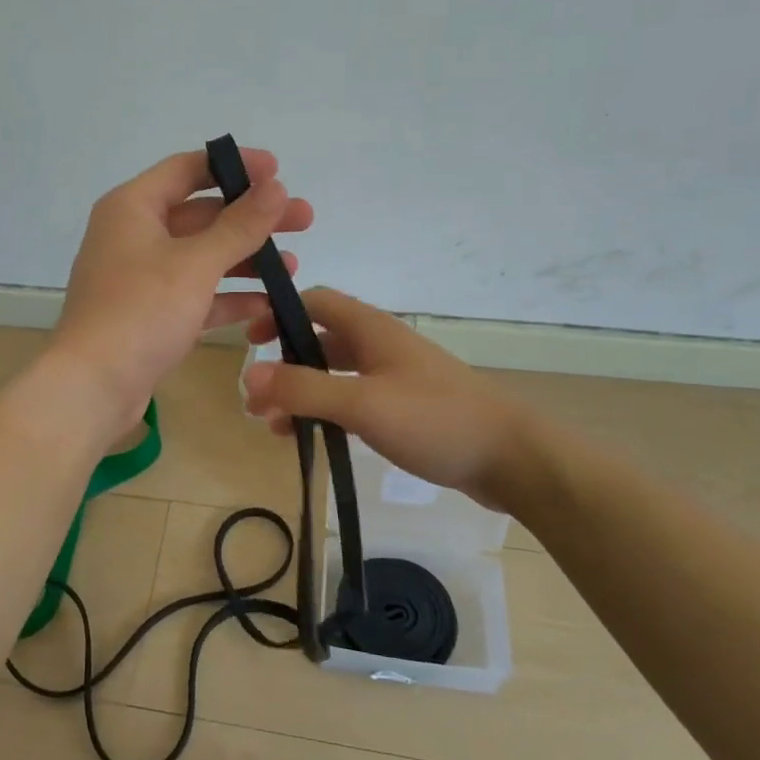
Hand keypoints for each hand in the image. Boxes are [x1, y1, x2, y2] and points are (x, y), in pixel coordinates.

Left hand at [52, 148, 314, 427]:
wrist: (93, 385)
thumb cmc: (141, 310)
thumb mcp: (196, 263)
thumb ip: (240, 225)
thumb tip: (276, 188)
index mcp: (133, 207)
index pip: (188, 169)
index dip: (235, 166)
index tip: (279, 172)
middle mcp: (133, 235)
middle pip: (201, 214)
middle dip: (252, 218)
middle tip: (303, 220)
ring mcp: (140, 277)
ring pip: (201, 257)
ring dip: (246, 259)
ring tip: (294, 265)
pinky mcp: (149, 314)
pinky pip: (195, 294)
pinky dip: (228, 296)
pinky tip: (268, 304)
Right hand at [241, 288, 546, 514]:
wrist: (511, 458)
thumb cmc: (435, 419)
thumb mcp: (362, 402)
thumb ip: (304, 388)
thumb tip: (248, 374)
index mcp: (371, 329)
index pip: (315, 302)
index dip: (279, 314)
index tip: (250, 342)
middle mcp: (380, 346)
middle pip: (319, 341)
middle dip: (284, 366)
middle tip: (255, 400)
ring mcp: (394, 377)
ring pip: (334, 375)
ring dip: (302, 394)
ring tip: (274, 427)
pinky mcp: (404, 408)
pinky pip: (352, 401)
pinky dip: (326, 413)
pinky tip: (313, 439)